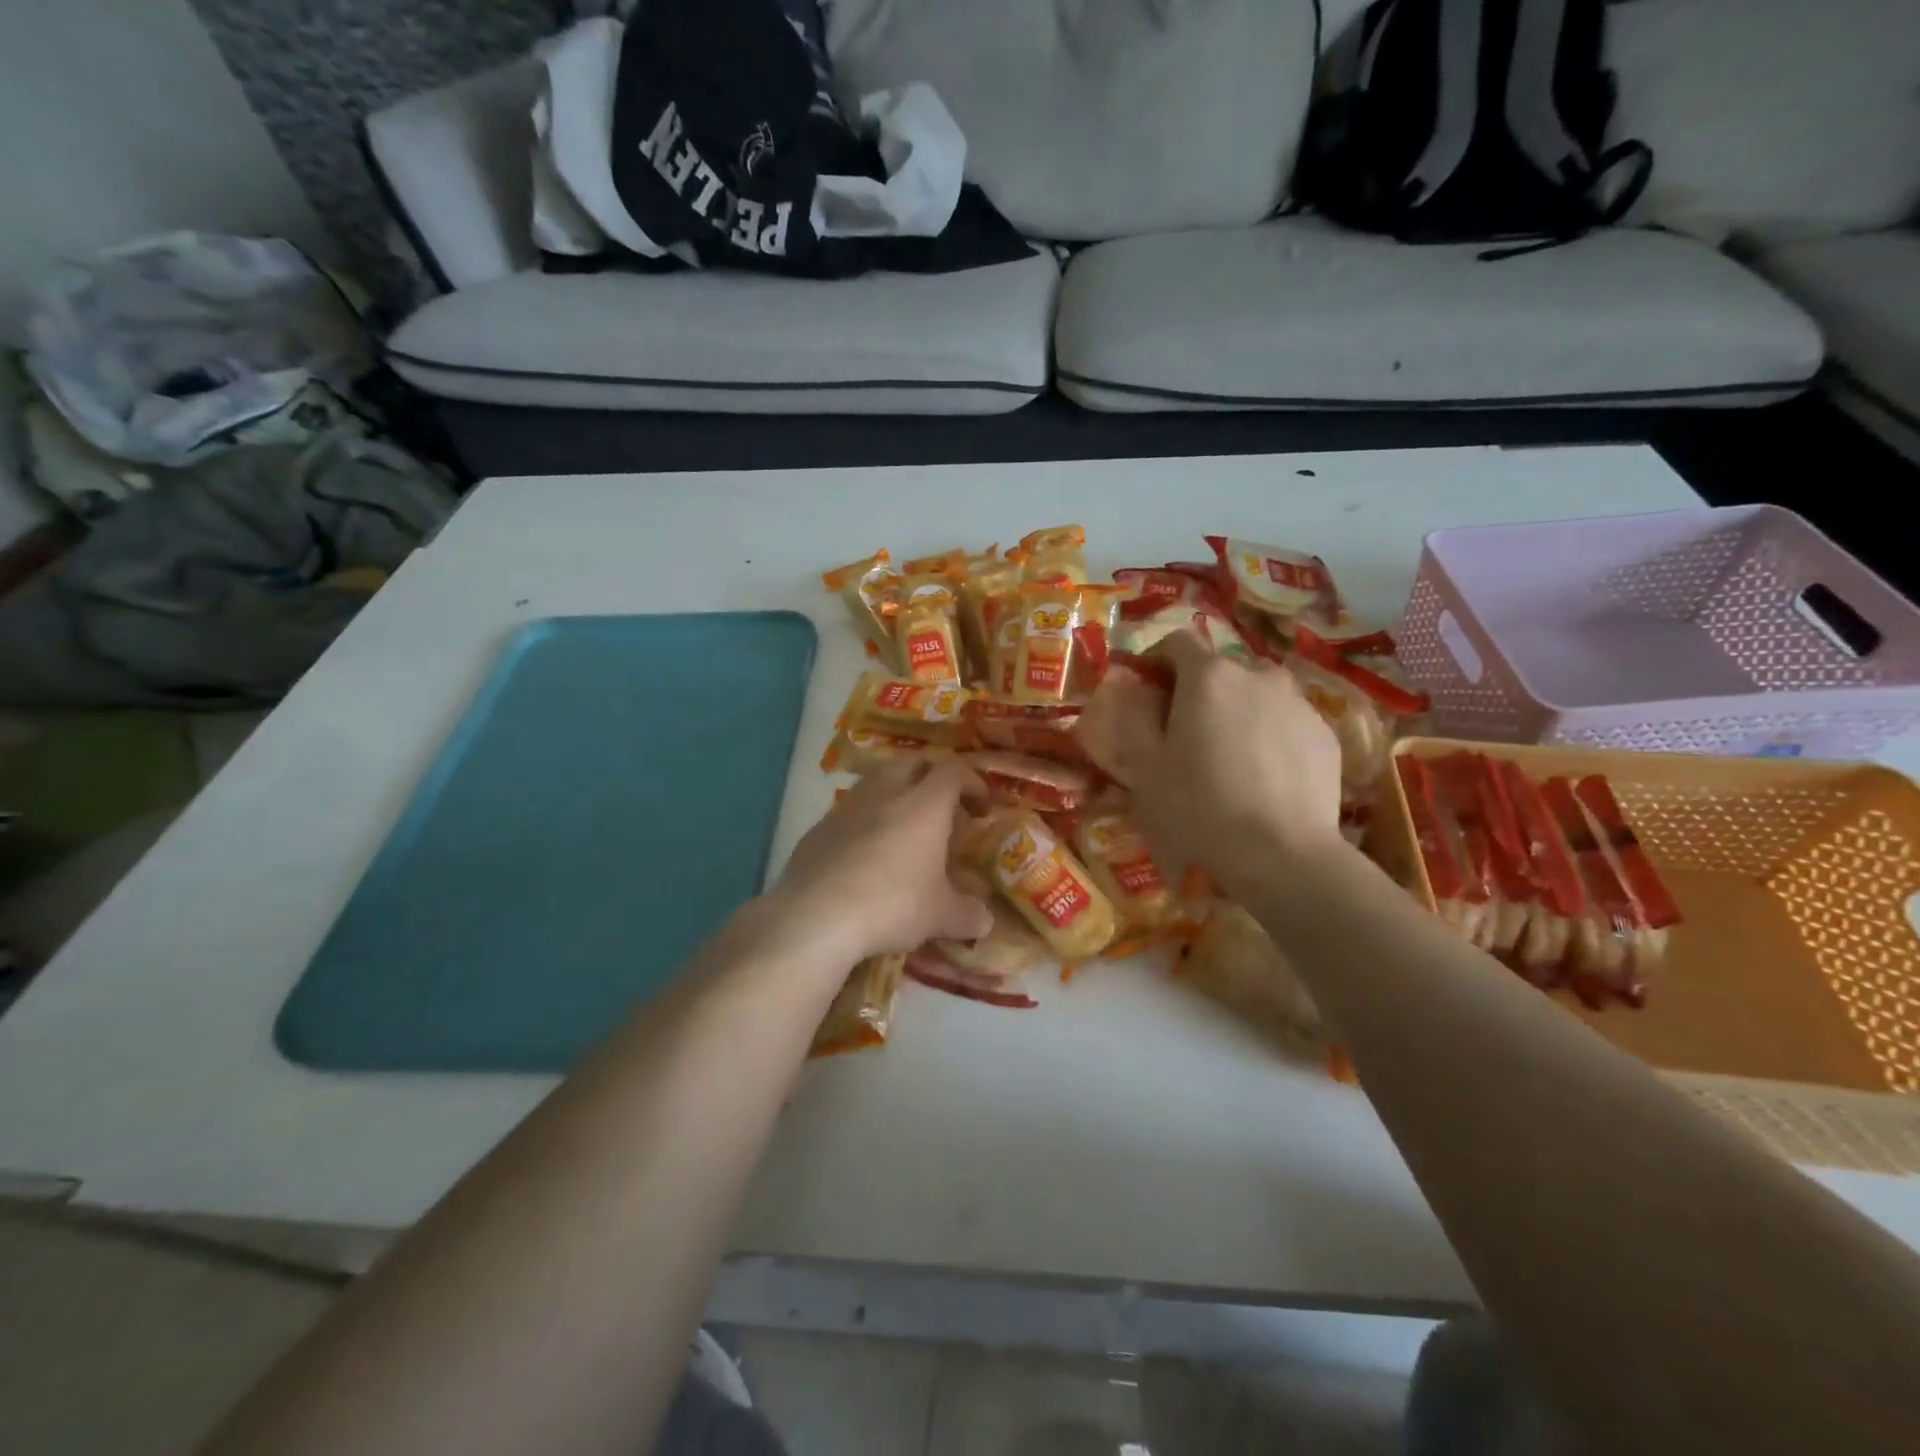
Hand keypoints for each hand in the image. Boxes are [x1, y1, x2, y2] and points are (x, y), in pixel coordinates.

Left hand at [766, 760, 995, 965]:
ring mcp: (846, 807)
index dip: (972, 784)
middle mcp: (885, 793)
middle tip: (942, 807)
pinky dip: (864, 821)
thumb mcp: (940, 916)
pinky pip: (848, 812)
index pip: (954, 772)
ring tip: (903, 827)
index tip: (981, 807)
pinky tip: (865, 854)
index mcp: (924, 804)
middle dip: (931, 777)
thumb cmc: (892, 904)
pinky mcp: (818, 828)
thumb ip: (968, 914)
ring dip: (894, 794)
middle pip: (912, 763)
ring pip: (875, 782)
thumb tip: (985, 920)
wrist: (816, 916)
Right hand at [1095, 630, 1345, 897]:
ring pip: (1257, 694)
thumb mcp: (1145, 768)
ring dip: (1237, 711)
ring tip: (1229, 756)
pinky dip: (1269, 735)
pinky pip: (1286, 722)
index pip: (1177, 642)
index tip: (1148, 688)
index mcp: (1208, 676)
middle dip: (1198, 691)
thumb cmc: (1199, 808)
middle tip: (1186, 733)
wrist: (1282, 855)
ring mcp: (1298, 703)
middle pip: (1219, 669)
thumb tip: (1133, 690)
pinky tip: (1263, 777)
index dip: (1157, 659)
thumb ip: (1134, 718)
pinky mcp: (1326, 733)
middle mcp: (1257, 675)